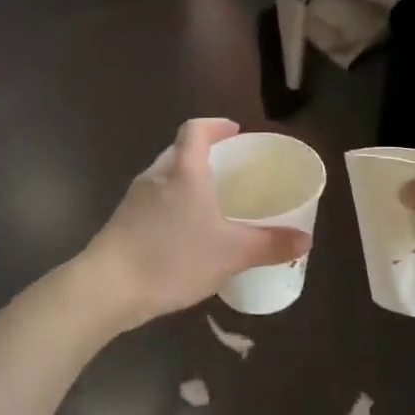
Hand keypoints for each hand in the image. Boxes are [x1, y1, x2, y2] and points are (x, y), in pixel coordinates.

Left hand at [83, 118, 310, 329]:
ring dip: (187, 182)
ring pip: (165, 178)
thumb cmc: (173, 258)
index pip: (196, 130)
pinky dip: (172, 206)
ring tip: (211, 203)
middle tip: (230, 171)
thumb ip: (270, 245)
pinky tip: (185, 234)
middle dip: (204, 155)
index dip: (215, 126)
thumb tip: (306, 240)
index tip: (234, 132)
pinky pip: (154, 201)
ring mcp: (135, 199)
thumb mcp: (231, 253)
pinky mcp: (123, 222)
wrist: (107, 288)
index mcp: (184, 171)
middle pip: (180, 152)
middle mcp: (157, 176)